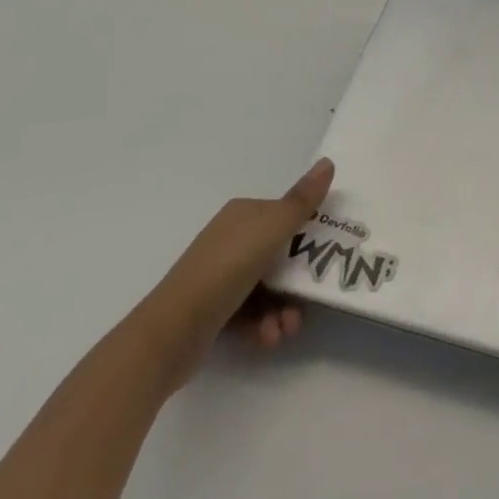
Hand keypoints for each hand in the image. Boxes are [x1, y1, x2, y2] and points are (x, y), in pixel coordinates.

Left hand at [125, 157, 335, 393]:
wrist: (171, 332)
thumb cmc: (226, 270)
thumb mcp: (271, 230)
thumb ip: (301, 201)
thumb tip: (328, 161)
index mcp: (243, 214)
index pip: (285, 215)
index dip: (309, 233)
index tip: (328, 254)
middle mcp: (231, 239)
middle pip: (280, 254)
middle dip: (298, 281)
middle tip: (310, 300)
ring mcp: (220, 275)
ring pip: (268, 287)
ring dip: (283, 308)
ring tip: (285, 329)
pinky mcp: (214, 309)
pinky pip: (251, 312)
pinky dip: (263, 324)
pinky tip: (266, 337)